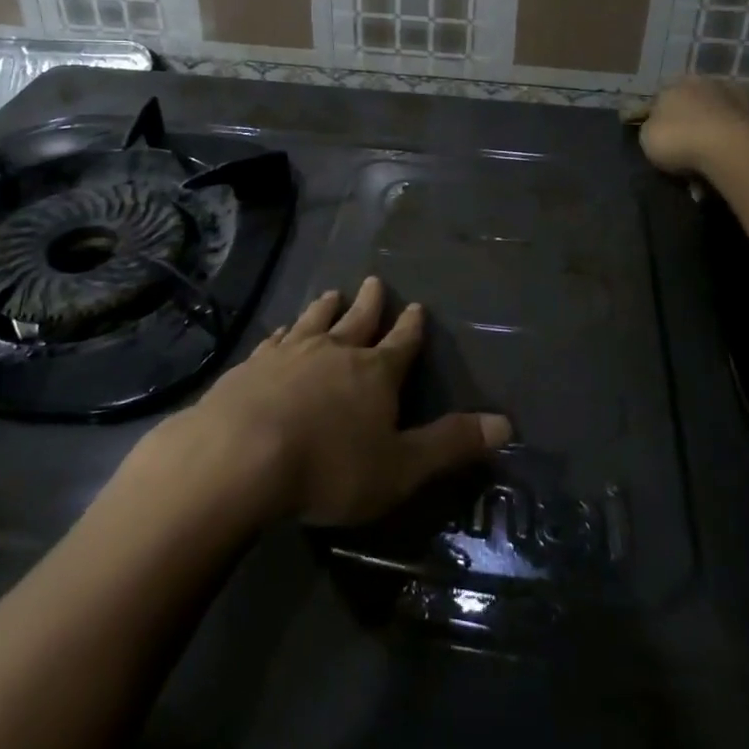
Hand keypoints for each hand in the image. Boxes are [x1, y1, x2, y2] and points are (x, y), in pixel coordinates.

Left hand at [151, 278, 511, 527]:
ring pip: (314, 321)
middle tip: (375, 281)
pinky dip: (284, 332)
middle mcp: (335, 351)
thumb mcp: (401, 467)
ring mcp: (290, 353)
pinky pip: (275, 340)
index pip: (401, 344)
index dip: (411, 327)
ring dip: (325, 307)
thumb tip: (506, 423)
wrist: (241, 455)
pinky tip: (280, 332)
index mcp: (375, 373)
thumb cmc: (330, 467)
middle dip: (370, 303)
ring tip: (331, 293)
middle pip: (358, 319)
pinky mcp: (253, 365)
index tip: (417, 307)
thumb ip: (450, 444)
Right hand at [637, 77, 748, 177]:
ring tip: (714, 156)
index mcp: (677, 83)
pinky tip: (733, 158)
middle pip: (696, 101)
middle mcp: (709, 81)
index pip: (663, 95)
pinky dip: (738, 140)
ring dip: (718, 128)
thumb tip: (658, 126)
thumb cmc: (680, 139)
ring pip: (722, 113)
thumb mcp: (648, 137)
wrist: (733, 148)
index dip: (660, 115)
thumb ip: (652, 127)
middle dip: (692, 119)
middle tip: (689, 146)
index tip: (661, 136)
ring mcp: (740, 95)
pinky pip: (743, 129)